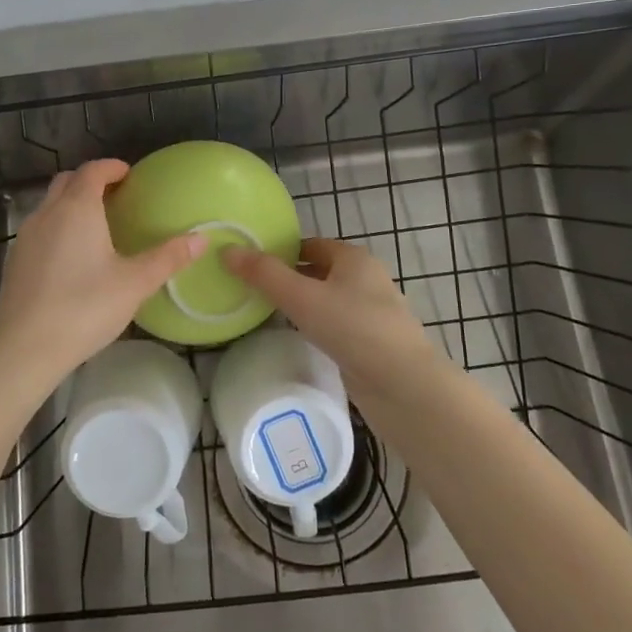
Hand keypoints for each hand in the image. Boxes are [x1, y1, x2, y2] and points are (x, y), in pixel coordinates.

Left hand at [0, 159, 204, 400]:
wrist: (23, 349)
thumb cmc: (84, 308)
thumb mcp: (134, 284)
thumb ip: (168, 258)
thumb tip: (201, 238)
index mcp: (77, 209)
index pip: (92, 171)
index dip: (111, 167)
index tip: (128, 174)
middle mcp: (47, 213)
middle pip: (66, 181)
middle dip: (89, 181)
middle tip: (115, 196)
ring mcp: (25, 237)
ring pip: (49, 205)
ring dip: (71, 204)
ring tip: (96, 225)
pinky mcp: (14, 261)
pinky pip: (39, 229)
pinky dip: (57, 227)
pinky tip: (71, 256)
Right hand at [224, 238, 440, 391]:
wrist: (403, 386)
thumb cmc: (354, 329)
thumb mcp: (303, 298)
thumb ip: (264, 275)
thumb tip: (227, 250)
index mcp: (354, 258)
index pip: (309, 245)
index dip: (280, 251)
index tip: (249, 264)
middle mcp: (366, 279)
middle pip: (318, 271)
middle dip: (288, 278)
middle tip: (251, 289)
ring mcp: (371, 312)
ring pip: (327, 300)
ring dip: (302, 304)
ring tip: (266, 313)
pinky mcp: (371, 342)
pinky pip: (335, 325)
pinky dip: (316, 327)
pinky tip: (297, 339)